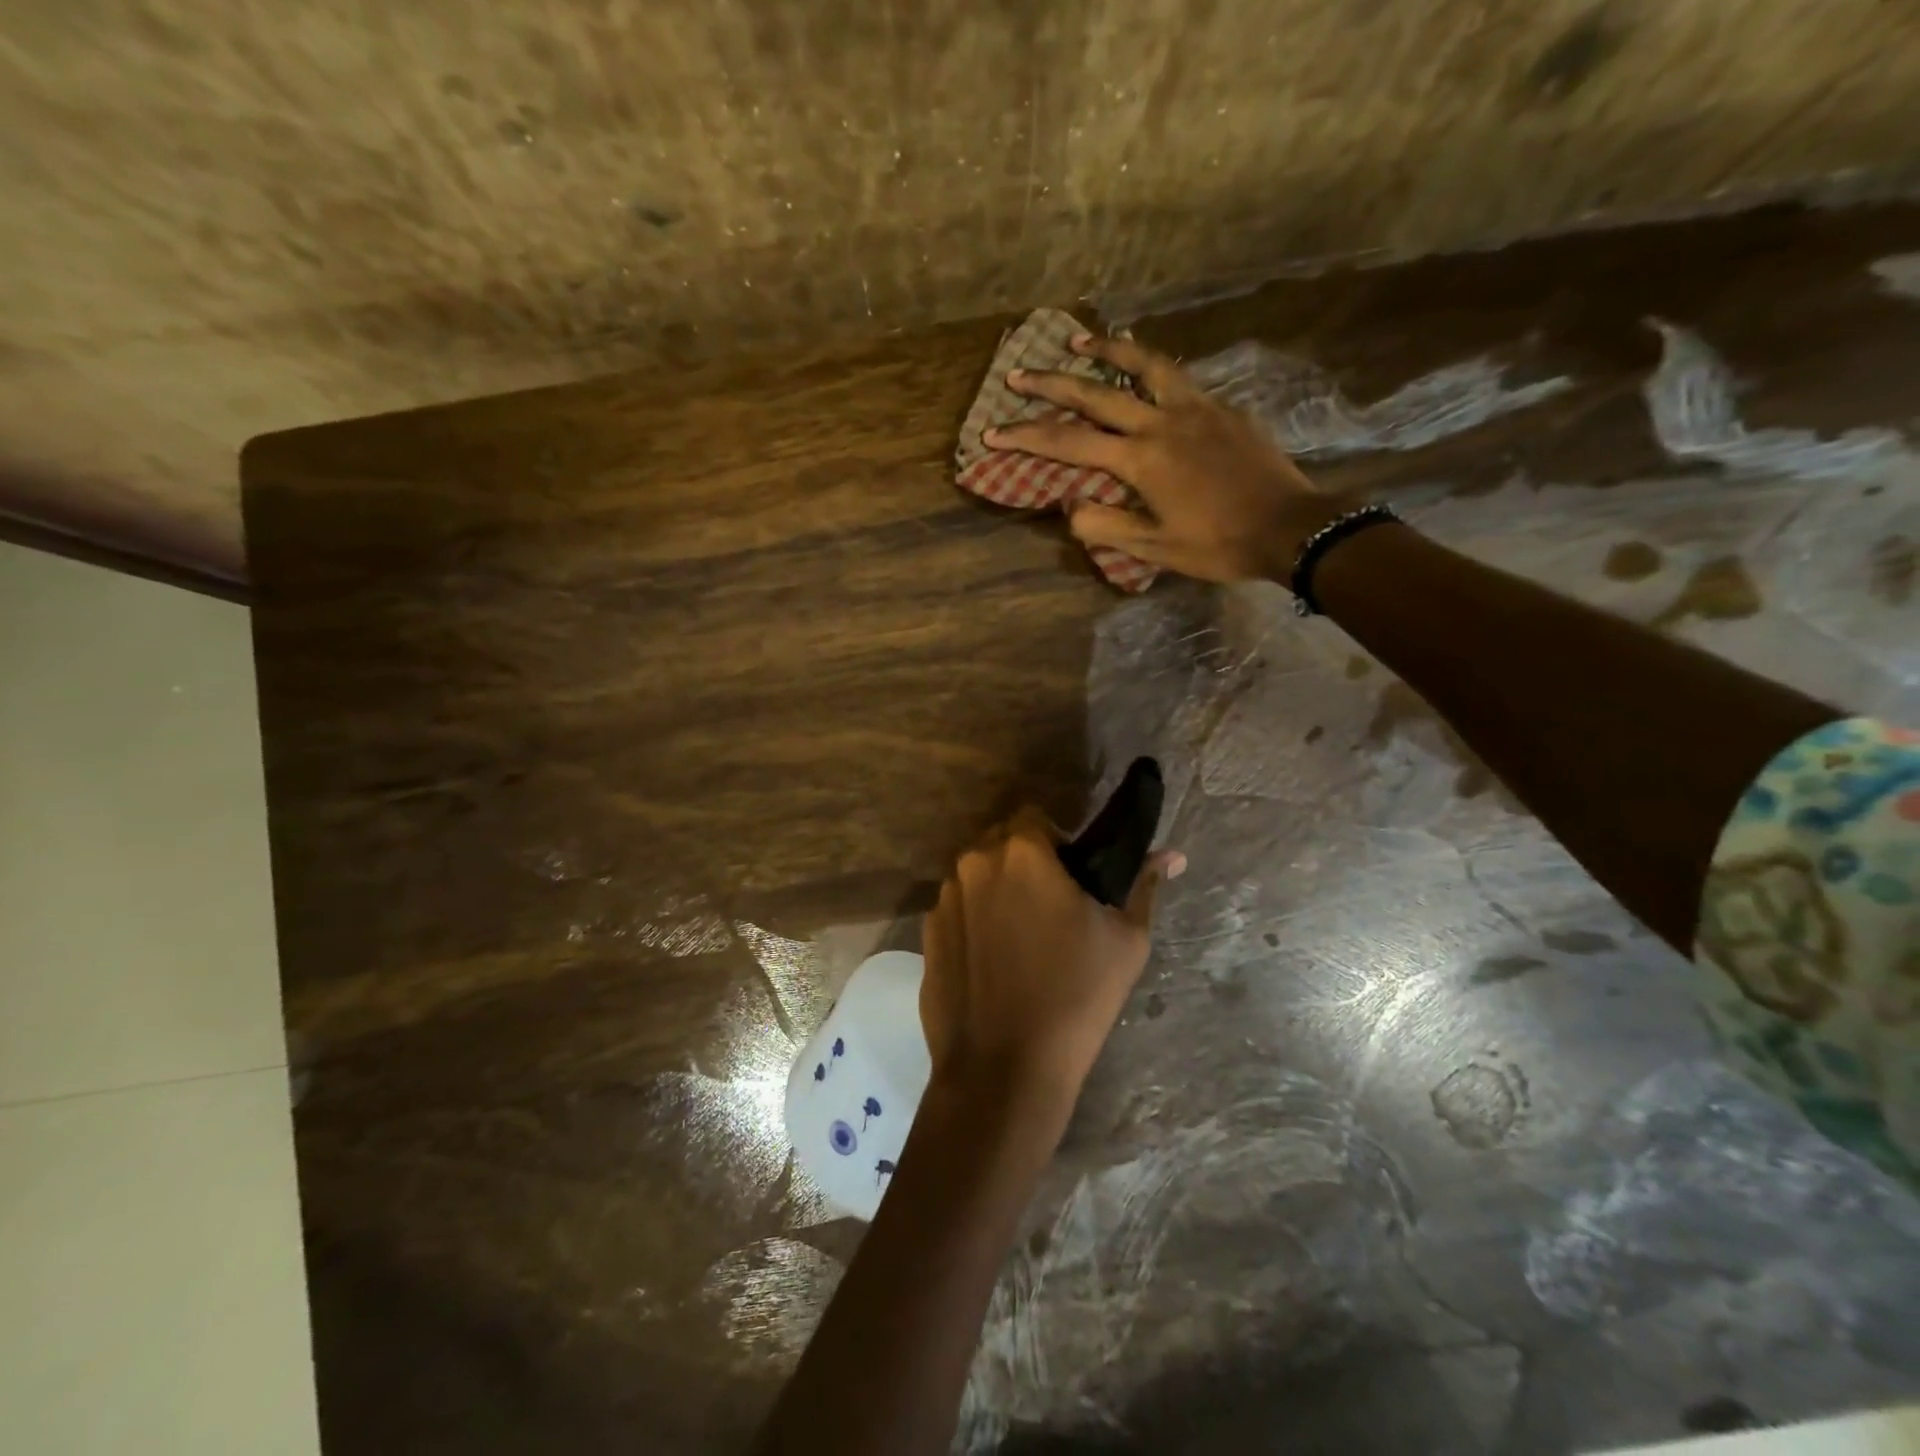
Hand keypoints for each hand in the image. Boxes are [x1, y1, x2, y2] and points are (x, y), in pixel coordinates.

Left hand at [919, 808, 1183, 1118]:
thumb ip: (1142, 885)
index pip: (1035, 817)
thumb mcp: (1125, 939)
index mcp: (1020, 852)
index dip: (1057, 840)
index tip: (1073, 876)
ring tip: (1022, 938)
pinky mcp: (926, 934)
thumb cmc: (1075, 996)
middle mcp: (973, 863)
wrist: (1004, 1069)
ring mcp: (943, 899)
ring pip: (976, 875)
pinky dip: (975, 920)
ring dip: (997, 889)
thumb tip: (1171, 856)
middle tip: (1053, 906)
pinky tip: (994, 963)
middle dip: (1025, 861)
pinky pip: (957, 910)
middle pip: (1000, 842)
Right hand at [985, 333, 1358, 582]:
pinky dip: (1148, 367)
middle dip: (1051, 384)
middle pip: (1097, 393)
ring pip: (1144, 365)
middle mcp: (1163, 422)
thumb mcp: (1155, 549)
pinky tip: (1142, 371)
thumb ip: (1106, 526)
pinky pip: (1177, 376)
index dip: (1027, 437)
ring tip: (1077, 338)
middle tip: (1019, 373)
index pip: (1070, 443)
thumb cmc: (1219, 544)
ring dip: (1105, 349)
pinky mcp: (1222, 408)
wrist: (1292, 527)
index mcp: (1142, 459)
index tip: (994, 431)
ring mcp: (1196, 408)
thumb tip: (1070, 507)